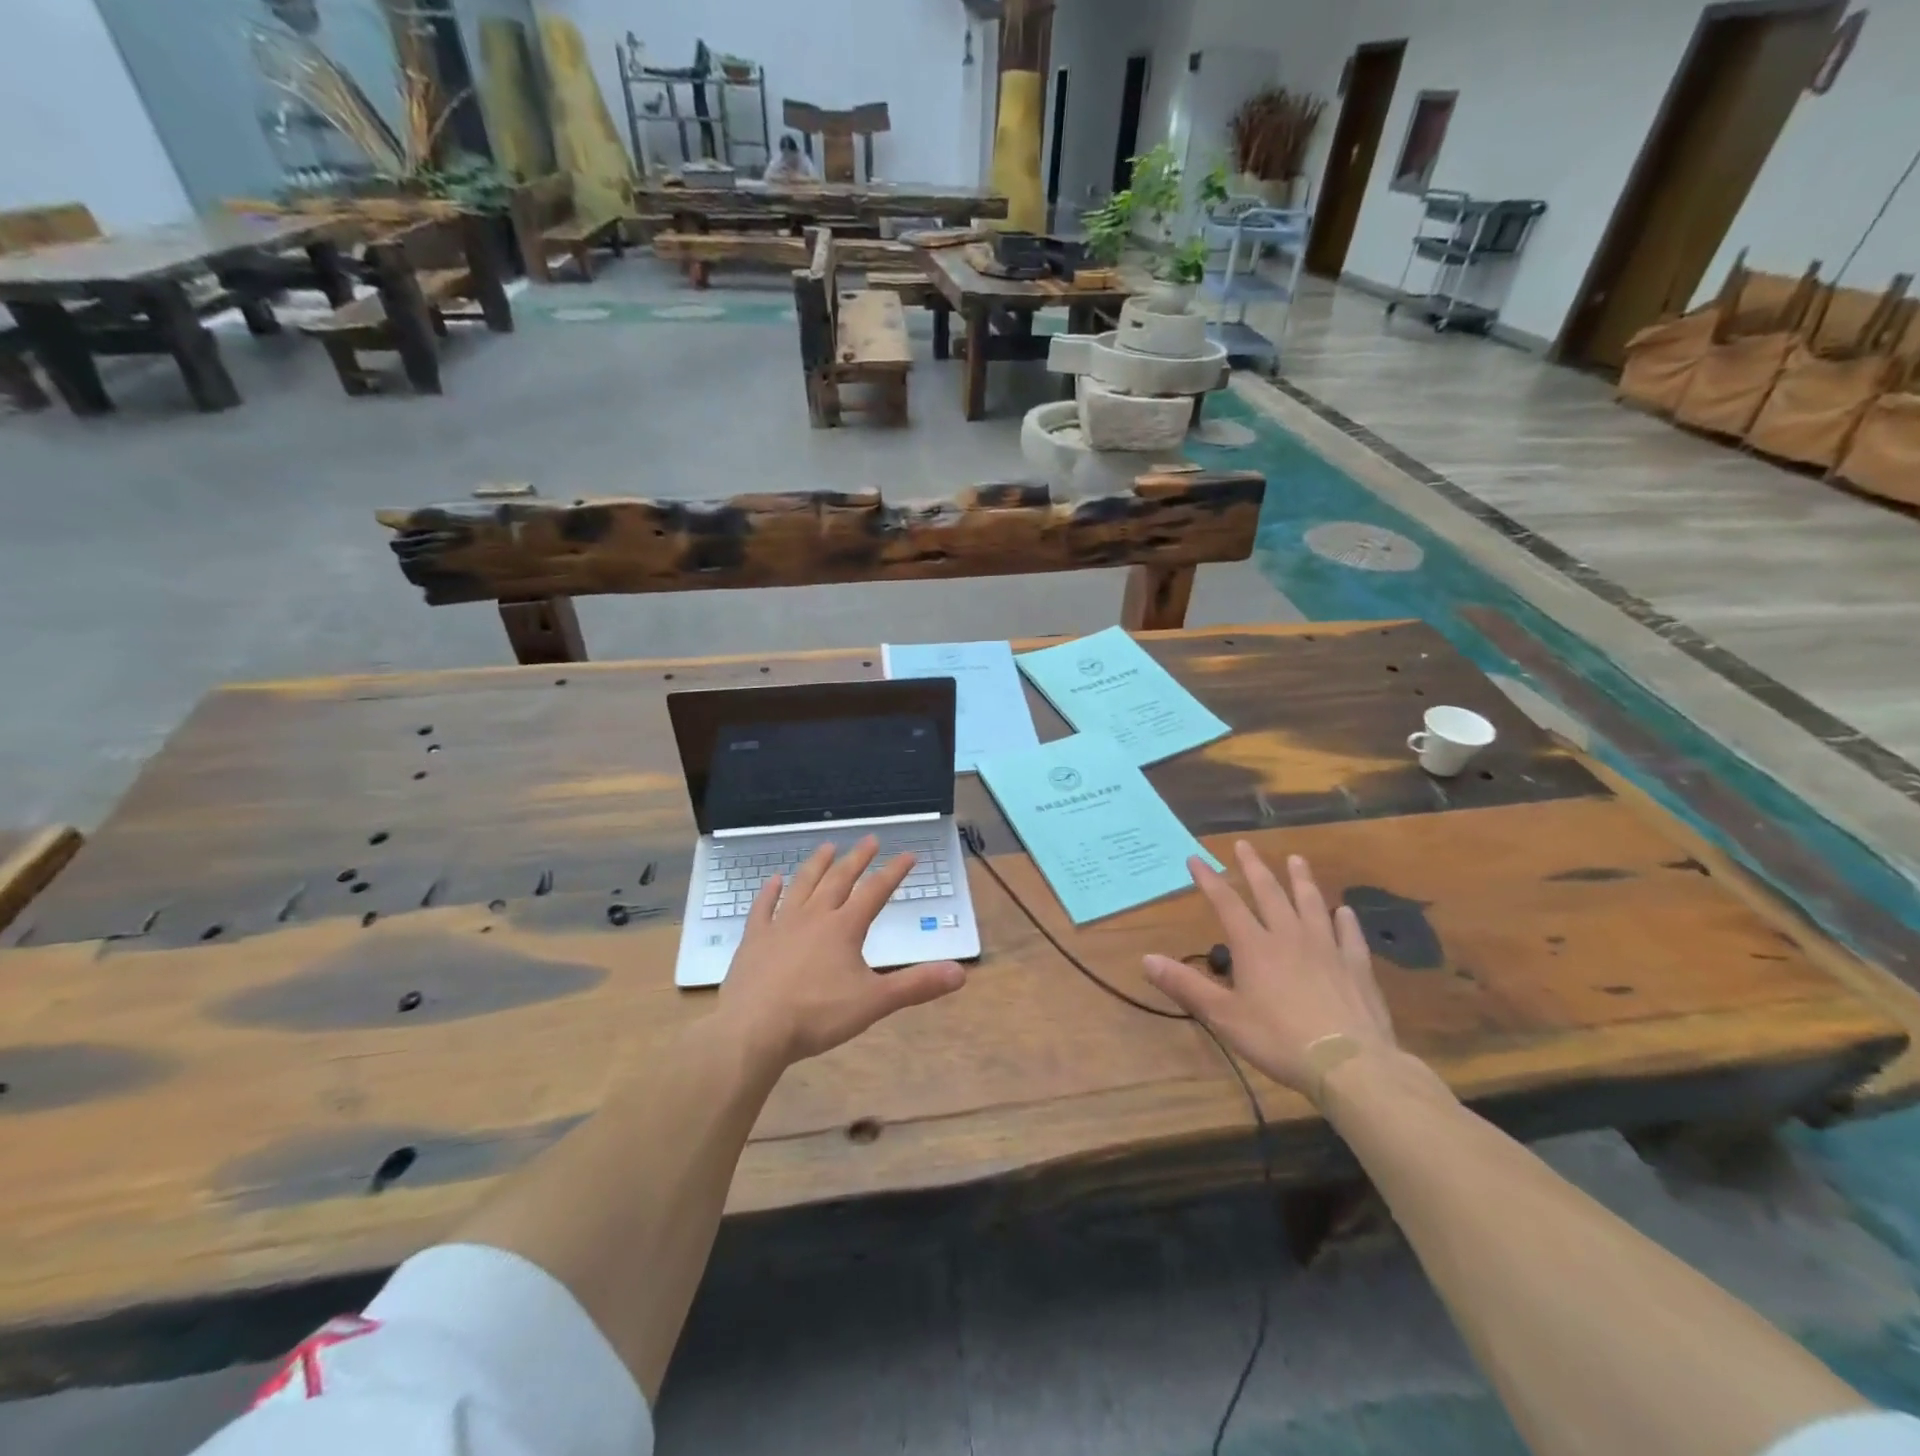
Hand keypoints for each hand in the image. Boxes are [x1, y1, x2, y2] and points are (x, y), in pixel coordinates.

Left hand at [716, 836, 966, 1069]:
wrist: (753, 1030)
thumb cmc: (818, 1015)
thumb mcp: (874, 1002)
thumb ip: (916, 985)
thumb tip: (961, 973)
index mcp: (844, 928)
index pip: (875, 892)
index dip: (894, 872)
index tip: (909, 854)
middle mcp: (814, 916)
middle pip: (839, 880)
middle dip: (858, 858)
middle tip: (870, 839)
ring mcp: (780, 925)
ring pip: (802, 885)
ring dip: (817, 865)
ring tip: (827, 847)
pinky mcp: (754, 939)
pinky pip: (763, 907)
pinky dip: (770, 891)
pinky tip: (774, 880)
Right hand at [1143, 841, 1395, 1096]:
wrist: (1349, 1063)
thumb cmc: (1278, 1039)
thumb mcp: (1223, 1016)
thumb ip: (1185, 985)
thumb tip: (1146, 958)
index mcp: (1255, 946)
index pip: (1226, 903)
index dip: (1209, 879)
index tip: (1195, 858)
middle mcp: (1290, 937)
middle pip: (1270, 893)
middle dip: (1254, 867)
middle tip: (1245, 845)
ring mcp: (1327, 949)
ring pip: (1312, 904)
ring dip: (1302, 880)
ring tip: (1296, 860)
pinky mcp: (1357, 967)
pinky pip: (1349, 935)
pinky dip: (1346, 920)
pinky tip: (1345, 910)